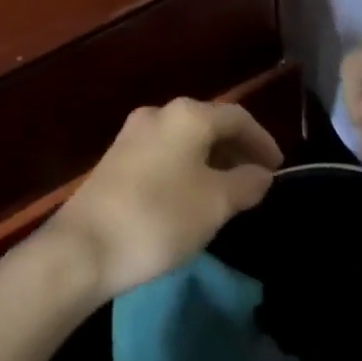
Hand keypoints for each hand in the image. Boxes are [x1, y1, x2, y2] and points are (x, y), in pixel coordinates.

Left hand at [42, 99, 282, 300]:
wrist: (83, 247)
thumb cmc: (159, 217)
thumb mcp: (215, 204)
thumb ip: (245, 184)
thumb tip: (262, 174)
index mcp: (187, 115)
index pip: (237, 117)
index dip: (262, 140)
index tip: (278, 168)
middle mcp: (159, 113)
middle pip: (209, 123)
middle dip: (236, 148)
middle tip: (256, 178)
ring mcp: (132, 134)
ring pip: (185, 139)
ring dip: (211, 159)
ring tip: (228, 190)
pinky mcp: (115, 159)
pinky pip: (164, 153)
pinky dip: (187, 167)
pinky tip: (191, 196)